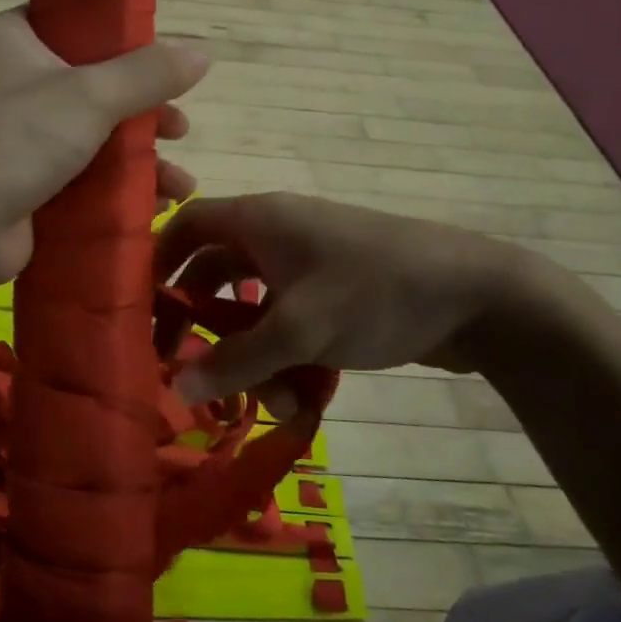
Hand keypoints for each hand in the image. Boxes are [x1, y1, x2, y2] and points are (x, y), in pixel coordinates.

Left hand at [0, 9, 207, 282]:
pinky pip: (82, 172)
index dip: (123, 37)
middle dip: (145, 110)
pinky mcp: (24, 180)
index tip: (164, 58)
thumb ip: (149, 73)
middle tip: (180, 127)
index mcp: (10, 41)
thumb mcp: (91, 96)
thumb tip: (204, 51)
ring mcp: (16, 136)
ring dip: (141, 156)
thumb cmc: (18, 140)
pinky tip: (156, 205)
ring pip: (93, 133)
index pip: (73, 22)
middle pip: (93, 83)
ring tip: (181, 184)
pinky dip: (117, 185)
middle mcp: (10, 83)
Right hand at [156, 193, 530, 404]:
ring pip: (253, 313)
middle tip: (188, 371)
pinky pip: (288, 327)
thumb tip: (175, 387)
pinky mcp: (332, 298)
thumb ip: (235, 360)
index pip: (187, 225)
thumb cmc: (376, 292)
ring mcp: (307, 269)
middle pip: (214, 277)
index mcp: (260, 221)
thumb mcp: (301, 328)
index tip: (139, 309)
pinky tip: (303, 399)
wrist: (480, 296)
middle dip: (203, 328)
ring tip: (272, 401)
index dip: (157, 261)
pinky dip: (285, 360)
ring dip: (252, 358)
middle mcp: (276, 238)